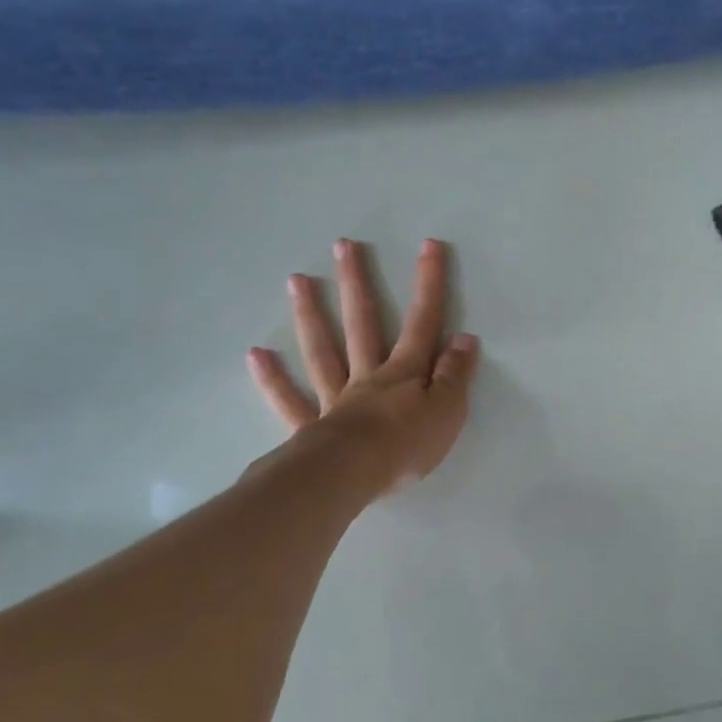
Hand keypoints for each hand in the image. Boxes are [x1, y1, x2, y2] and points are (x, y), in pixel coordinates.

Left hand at [247, 238, 479, 494]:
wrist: (353, 476)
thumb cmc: (407, 445)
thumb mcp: (448, 410)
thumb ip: (456, 375)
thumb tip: (465, 338)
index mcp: (404, 373)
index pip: (423, 323)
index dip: (429, 285)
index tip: (428, 246)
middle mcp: (367, 376)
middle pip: (362, 324)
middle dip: (357, 284)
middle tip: (343, 246)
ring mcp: (335, 399)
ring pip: (322, 351)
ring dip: (311, 315)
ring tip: (297, 280)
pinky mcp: (311, 427)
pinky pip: (290, 400)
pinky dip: (273, 379)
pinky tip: (256, 354)